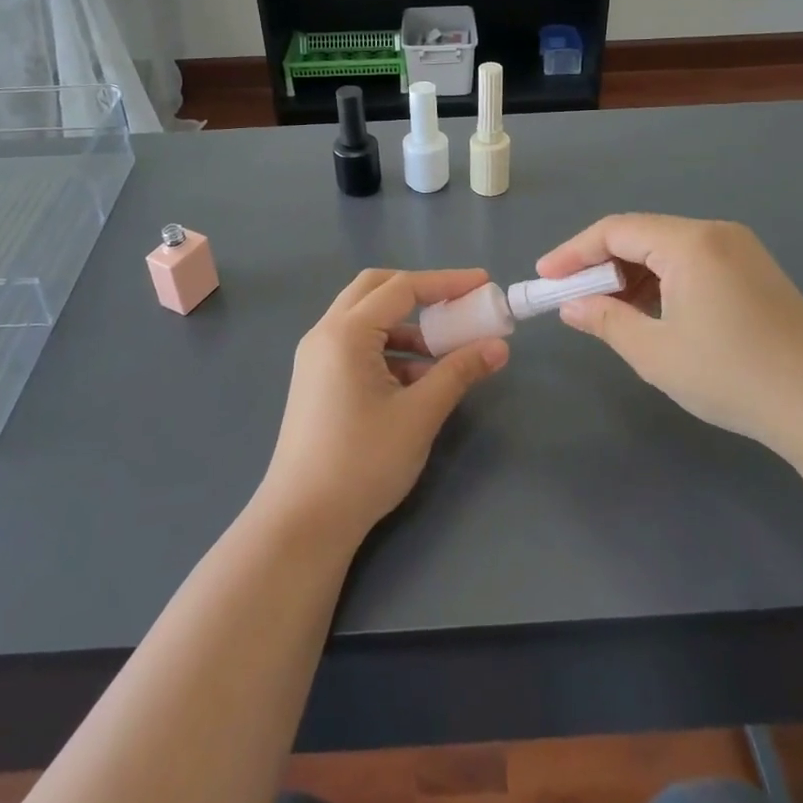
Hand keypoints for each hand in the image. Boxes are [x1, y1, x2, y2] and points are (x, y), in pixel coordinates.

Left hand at [257, 268, 509, 547]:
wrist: (304, 520)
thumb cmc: (363, 462)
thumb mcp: (419, 415)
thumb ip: (459, 373)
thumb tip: (498, 347)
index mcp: (345, 333)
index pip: (401, 288)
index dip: (446, 282)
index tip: (484, 284)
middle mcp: (324, 334)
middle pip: (375, 290)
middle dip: (419, 292)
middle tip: (457, 305)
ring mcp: (316, 358)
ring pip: (366, 320)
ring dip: (406, 325)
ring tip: (446, 351)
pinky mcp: (317, 381)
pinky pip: (357, 347)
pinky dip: (390, 350)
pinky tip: (418, 380)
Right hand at [537, 214, 802, 454]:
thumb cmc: (731, 375)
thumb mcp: (655, 352)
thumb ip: (605, 320)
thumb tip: (570, 306)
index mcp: (690, 243)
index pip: (615, 230)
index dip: (573, 253)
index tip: (544, 278)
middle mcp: (716, 234)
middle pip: (642, 235)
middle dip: (601, 264)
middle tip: (573, 298)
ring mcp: (741, 251)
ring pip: (667, 250)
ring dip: (632, 275)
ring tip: (608, 311)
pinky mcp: (756, 273)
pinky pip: (693, 263)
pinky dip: (662, 282)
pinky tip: (652, 313)